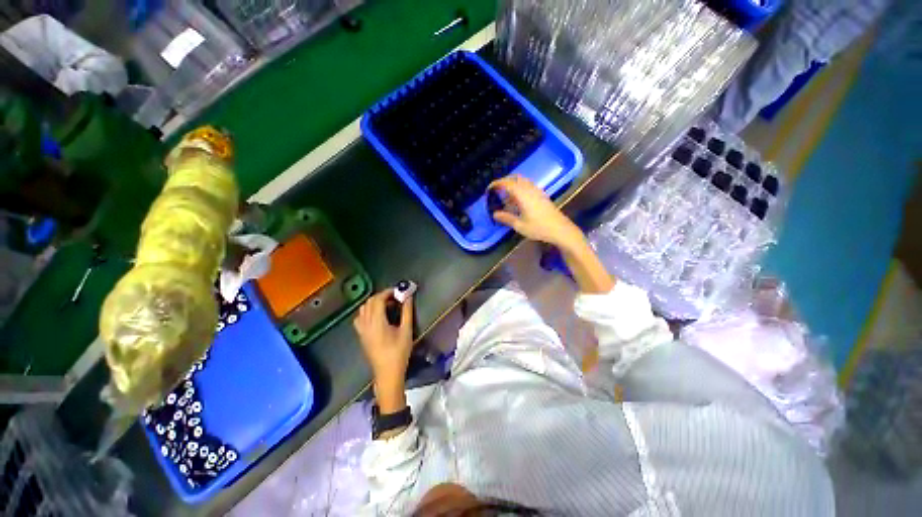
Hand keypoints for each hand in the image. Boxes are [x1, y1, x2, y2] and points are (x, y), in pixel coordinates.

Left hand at [353, 290, 413, 409]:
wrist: (387, 373)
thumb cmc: (399, 352)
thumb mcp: (406, 331)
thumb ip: (407, 312)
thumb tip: (408, 297)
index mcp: (377, 322)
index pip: (378, 300)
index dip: (388, 292)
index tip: (398, 291)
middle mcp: (366, 324)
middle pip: (370, 302)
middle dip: (382, 296)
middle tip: (396, 298)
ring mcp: (361, 330)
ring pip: (363, 308)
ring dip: (375, 303)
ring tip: (388, 306)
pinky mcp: (361, 335)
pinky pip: (360, 317)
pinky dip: (368, 311)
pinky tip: (378, 316)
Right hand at [490, 175, 583, 249]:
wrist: (560, 229)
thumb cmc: (539, 228)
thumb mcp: (520, 225)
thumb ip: (506, 218)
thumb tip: (494, 214)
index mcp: (523, 195)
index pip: (507, 183)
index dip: (497, 184)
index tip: (489, 189)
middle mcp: (530, 189)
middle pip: (515, 178)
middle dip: (504, 181)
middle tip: (496, 190)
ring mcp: (537, 191)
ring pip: (522, 181)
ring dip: (512, 184)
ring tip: (505, 196)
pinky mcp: (542, 195)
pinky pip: (528, 186)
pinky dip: (519, 188)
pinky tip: (517, 200)